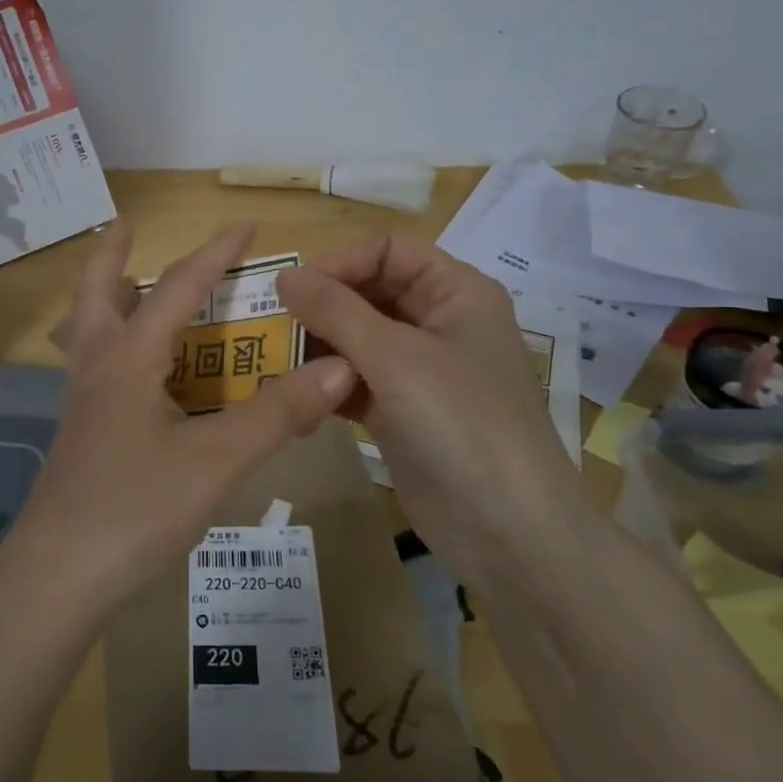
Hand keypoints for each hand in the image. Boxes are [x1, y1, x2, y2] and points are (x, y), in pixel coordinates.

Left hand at [15, 222, 356, 611]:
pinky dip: (109, 341)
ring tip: (127, 284)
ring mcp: (82, 399)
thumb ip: (277, 413)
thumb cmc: (136, 508)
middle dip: (112, 253)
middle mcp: (98, 365)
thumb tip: (340, 368)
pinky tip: (133, 370)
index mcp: (129, 356)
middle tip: (125, 225)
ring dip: (104, 295)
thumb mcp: (217, 461)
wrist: (59, 575)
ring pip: (86, 327)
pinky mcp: (80, 431)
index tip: (246, 226)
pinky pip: (92, 364)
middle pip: (97, 291)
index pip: (178, 286)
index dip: (216, 253)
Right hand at [276, 236, 581, 564]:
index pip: (389, 251)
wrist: (508, 531)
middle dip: (324, 306)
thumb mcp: (394, 357)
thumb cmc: (460, 423)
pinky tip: (295, 396)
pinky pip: (357, 380)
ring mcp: (422, 370)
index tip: (294, 288)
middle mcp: (440, 323)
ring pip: (359, 338)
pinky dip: (328, 383)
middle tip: (274, 325)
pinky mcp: (403, 410)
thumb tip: (283, 275)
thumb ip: (335, 310)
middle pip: (371, 292)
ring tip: (277, 360)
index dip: (342, 262)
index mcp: (456, 293)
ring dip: (320, 346)